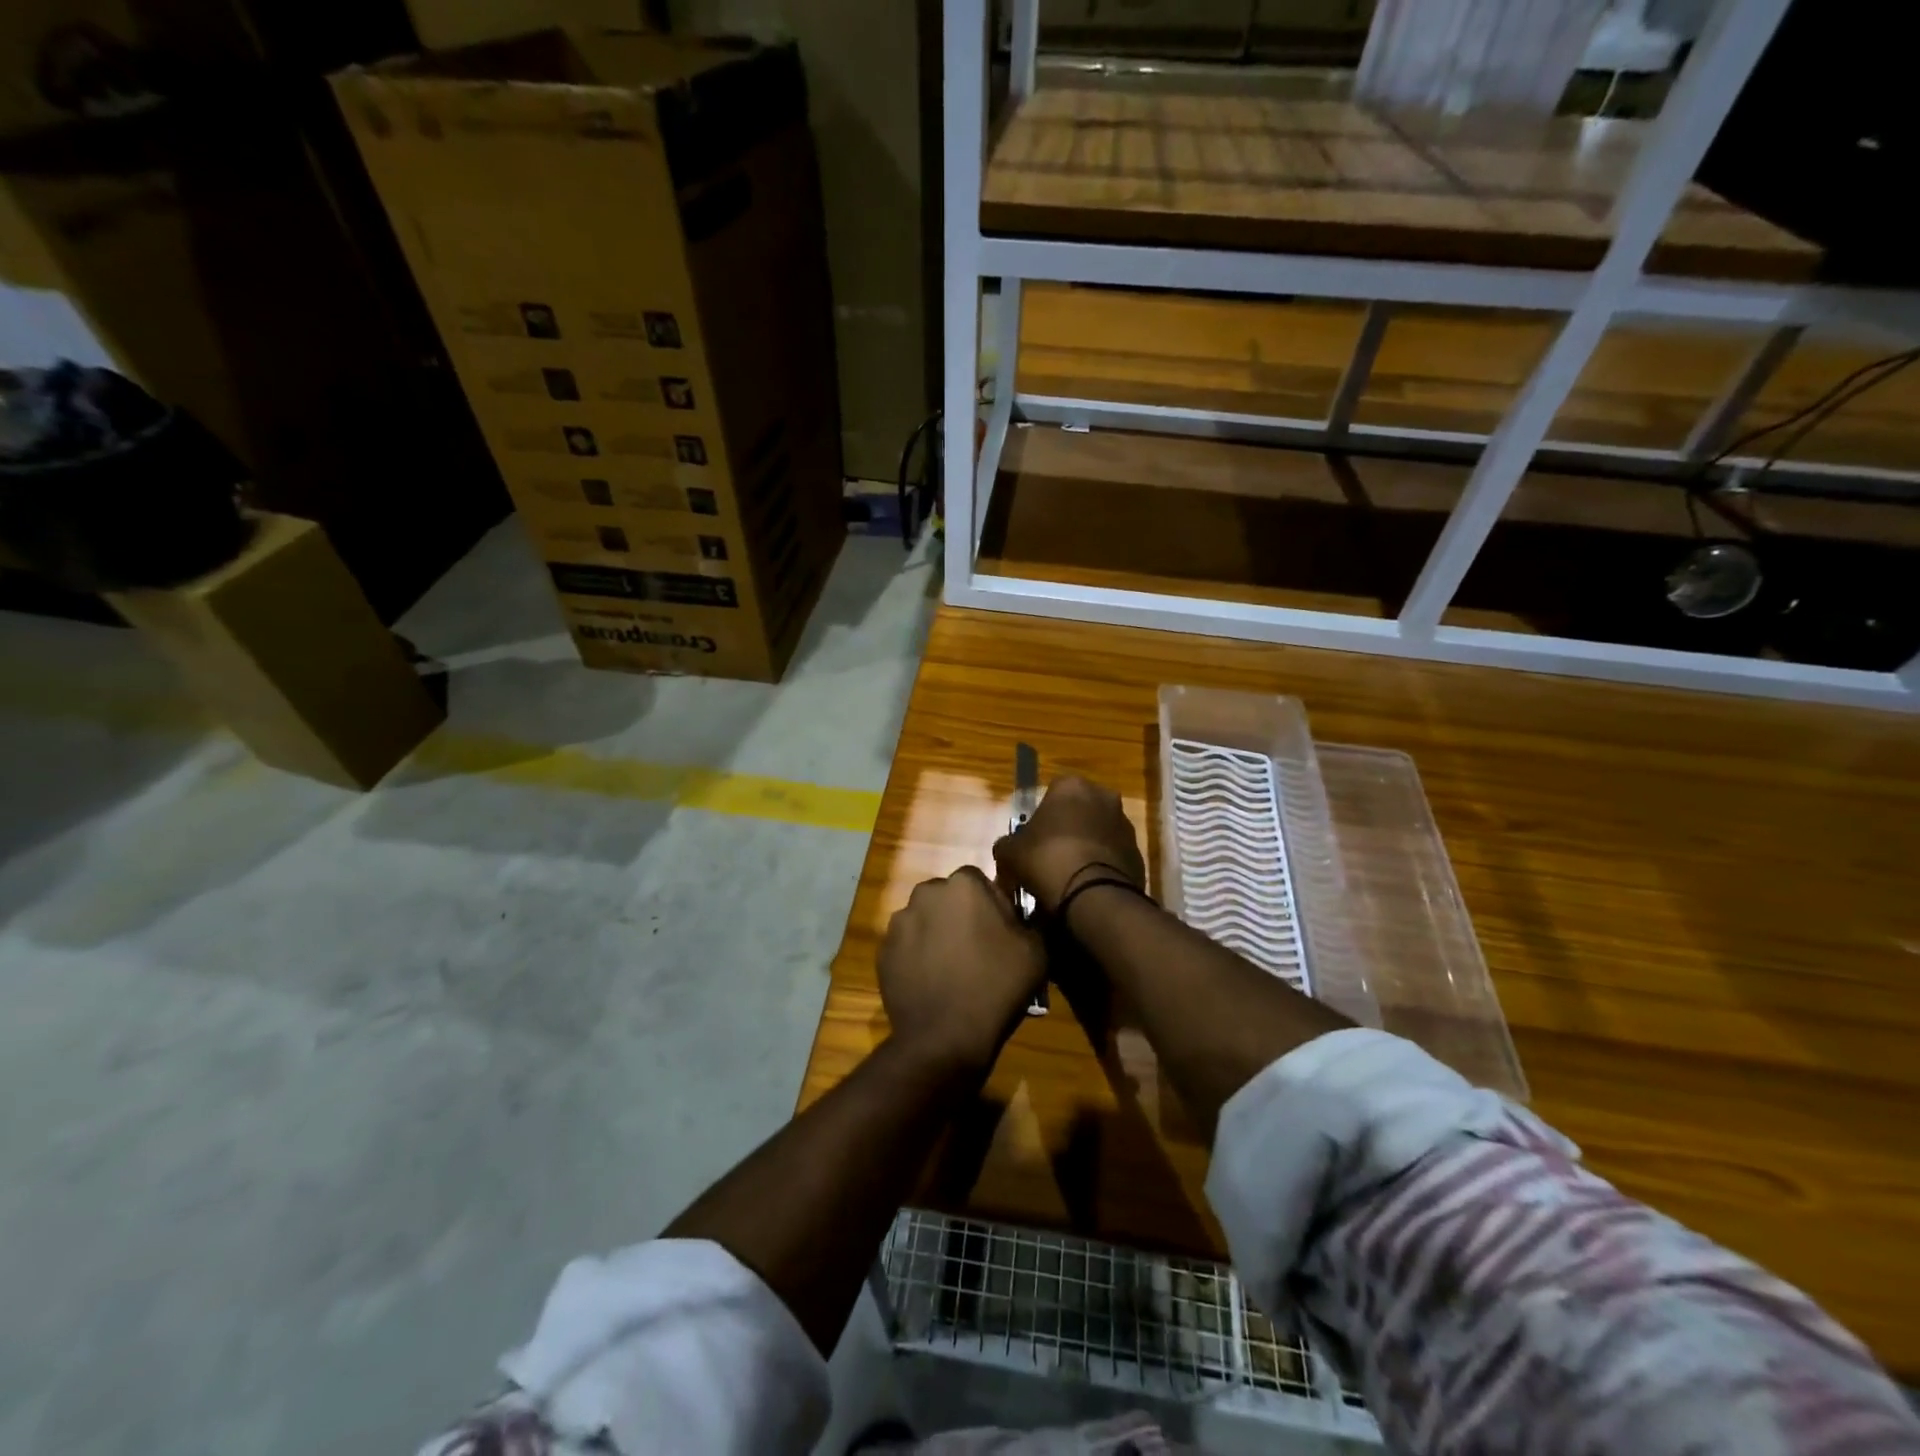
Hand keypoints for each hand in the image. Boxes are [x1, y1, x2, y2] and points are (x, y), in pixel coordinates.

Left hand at [880, 866, 1046, 1076]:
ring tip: (951, 970)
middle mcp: (926, 893)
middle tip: (976, 950)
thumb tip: (1019, 914)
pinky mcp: (883, 951)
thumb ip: (1029, 919)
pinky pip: (907, 945)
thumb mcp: (1036, 951)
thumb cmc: (995, 987)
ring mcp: (899, 922)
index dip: (992, 905)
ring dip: (937, 934)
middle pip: (948, 897)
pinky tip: (931, 982)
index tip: (1000, 933)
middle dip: (960, 916)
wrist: (944, 1037)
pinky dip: (917, 956)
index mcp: (963, 884)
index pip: (980, 881)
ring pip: (925, 920)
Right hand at [993, 775, 1145, 914]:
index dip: (1041, 817)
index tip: (1033, 840)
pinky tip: (1087, 887)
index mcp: (1072, 786)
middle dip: (1068, 829)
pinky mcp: (1138, 854)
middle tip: (1050, 856)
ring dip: (1087, 847)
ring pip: (1099, 833)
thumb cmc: (1047, 859)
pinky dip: (1102, 867)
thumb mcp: (1010, 852)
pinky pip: (1113, 857)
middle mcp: (1104, 797)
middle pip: (1079, 811)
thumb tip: (1007, 848)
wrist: (1093, 896)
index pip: (1052, 793)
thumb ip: (1007, 844)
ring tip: (1069, 877)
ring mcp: (1126, 825)